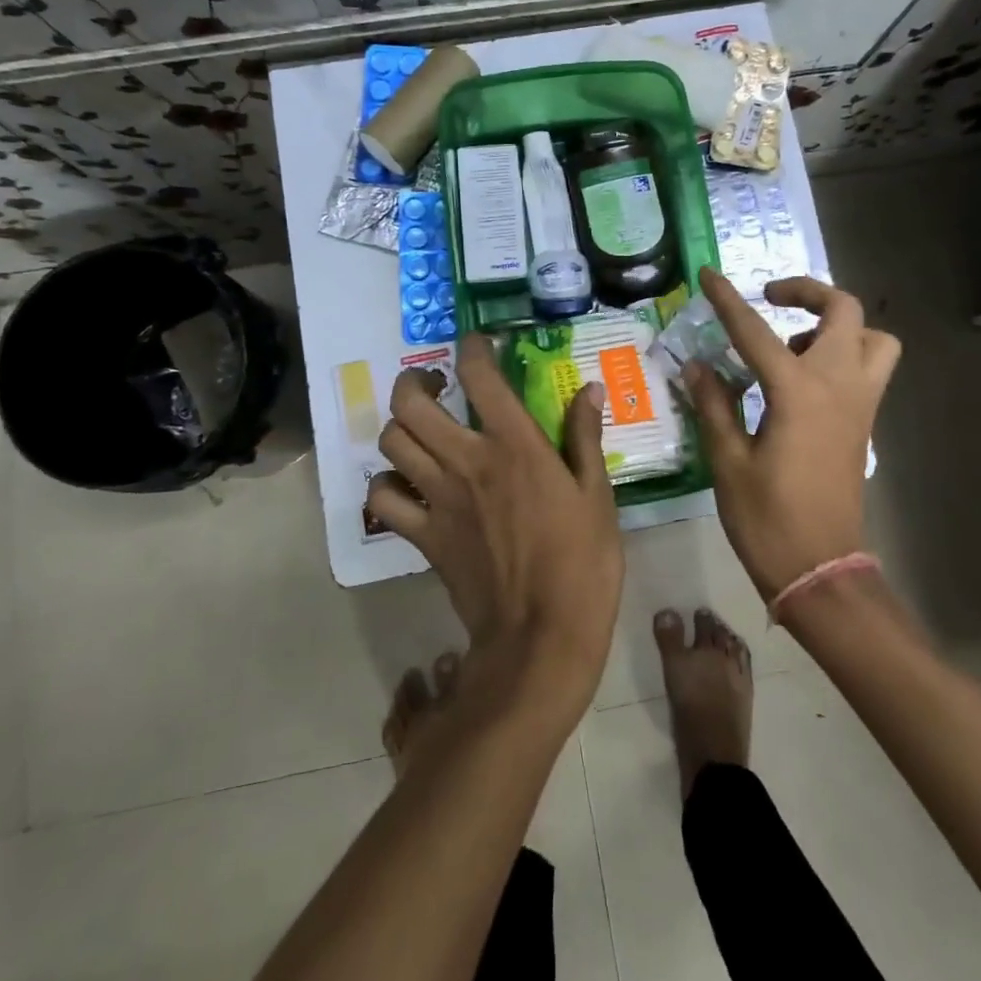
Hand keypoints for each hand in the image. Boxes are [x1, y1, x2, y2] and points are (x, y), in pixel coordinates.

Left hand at [367, 335, 623, 699]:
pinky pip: (383, 500)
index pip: (480, 376)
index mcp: (515, 445)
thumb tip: (590, 390)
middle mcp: (468, 461)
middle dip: (413, 382)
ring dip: (399, 427)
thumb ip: (586, 437)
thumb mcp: (598, 495)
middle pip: (411, 404)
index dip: (472, 349)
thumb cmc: (583, 562)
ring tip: (418, 429)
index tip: (476, 345)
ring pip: (391, 443)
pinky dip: (386, 485)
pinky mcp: (423, 536)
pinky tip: (406, 484)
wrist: (542, 635)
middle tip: (432, 385)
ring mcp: (438, 499)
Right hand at [683, 268, 899, 599]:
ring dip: (837, 326)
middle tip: (769, 301)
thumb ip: (714, 405)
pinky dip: (844, 355)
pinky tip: (801, 381)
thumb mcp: (728, 462)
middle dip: (807, 293)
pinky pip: (869, 368)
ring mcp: (860, 405)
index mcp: (797, 393)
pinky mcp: (864, 424)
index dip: (728, 301)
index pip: (756, 332)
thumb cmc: (767, 520)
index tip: (708, 276)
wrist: (820, 571)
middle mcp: (838, 386)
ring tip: (793, 344)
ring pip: (873, 338)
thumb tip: (697, 366)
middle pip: (843, 311)